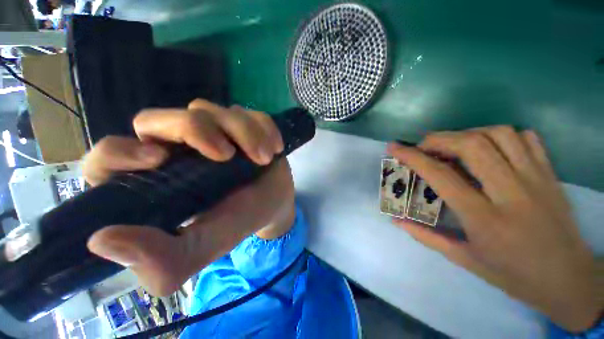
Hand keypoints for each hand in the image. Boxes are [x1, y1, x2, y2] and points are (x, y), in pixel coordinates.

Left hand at [83, 100, 295, 295]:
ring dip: (244, 133)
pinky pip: (247, 113)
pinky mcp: (241, 124)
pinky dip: (264, 128)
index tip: (157, 160)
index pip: (111, 157)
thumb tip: (102, 241)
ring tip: (264, 158)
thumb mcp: (205, 246)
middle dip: (198, 131)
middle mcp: (178, 148)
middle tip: (229, 155)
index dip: (121, 152)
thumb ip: (163, 259)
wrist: (274, 202)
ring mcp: (213, 130)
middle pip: (164, 119)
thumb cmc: (241, 220)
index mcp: (157, 180)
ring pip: (212, 111)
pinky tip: (274, 148)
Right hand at [388, 126, 600, 331]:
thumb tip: (396, 221)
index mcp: (485, 219)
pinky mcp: (550, 174)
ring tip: (452, 145)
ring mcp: (536, 179)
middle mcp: (512, 193)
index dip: (412, 157)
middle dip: (438, 139)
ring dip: (466, 133)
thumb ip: (426, 236)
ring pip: (499, 134)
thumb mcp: (465, 260)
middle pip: (472, 145)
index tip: (394, 148)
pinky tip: (488, 146)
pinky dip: (500, 135)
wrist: (569, 279)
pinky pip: (525, 138)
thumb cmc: (513, 274)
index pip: (441, 176)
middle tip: (423, 146)